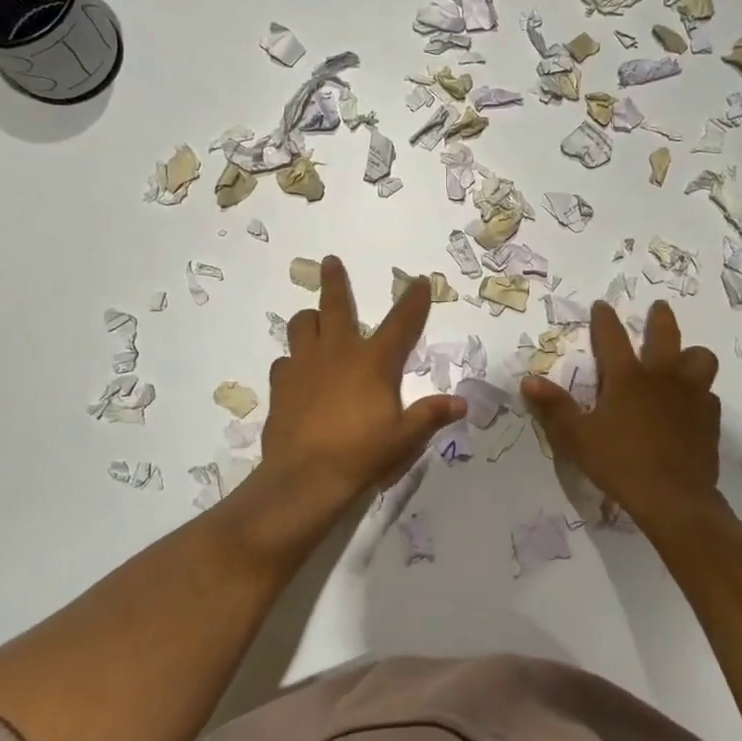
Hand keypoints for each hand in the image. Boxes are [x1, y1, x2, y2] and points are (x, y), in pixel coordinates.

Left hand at [236, 256, 464, 556]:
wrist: (305, 479)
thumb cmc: (362, 454)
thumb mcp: (405, 438)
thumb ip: (431, 416)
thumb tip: (461, 404)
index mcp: (373, 362)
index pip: (400, 323)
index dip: (413, 300)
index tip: (419, 280)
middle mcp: (337, 353)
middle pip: (335, 305)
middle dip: (335, 281)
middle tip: (329, 261)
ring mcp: (303, 366)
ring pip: (301, 325)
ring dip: (309, 319)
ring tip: (313, 321)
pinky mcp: (280, 386)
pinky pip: (284, 362)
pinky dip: (292, 362)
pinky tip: (296, 374)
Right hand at [521, 299, 721, 530]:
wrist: (674, 498)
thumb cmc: (620, 463)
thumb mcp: (577, 438)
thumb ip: (554, 407)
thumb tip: (528, 380)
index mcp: (627, 378)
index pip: (612, 337)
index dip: (605, 319)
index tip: (602, 304)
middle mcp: (662, 377)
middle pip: (665, 334)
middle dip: (660, 318)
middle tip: (658, 307)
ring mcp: (691, 395)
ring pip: (700, 358)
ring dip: (691, 354)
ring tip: (684, 359)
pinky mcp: (710, 418)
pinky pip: (709, 394)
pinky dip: (700, 393)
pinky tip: (692, 405)